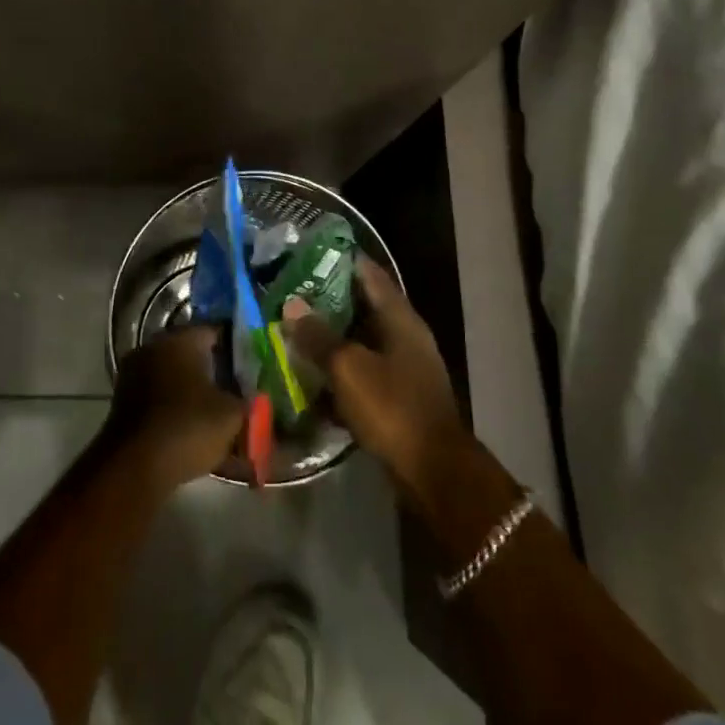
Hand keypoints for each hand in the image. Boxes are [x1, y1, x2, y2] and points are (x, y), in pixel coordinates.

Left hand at [107, 325, 246, 489]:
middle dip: (214, 372)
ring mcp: (134, 372)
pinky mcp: (123, 400)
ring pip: (174, 376)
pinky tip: (191, 429)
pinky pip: (158, 396)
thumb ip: (246, 399)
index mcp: (181, 339)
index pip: (216, 332)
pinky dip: (174, 408)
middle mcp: (154, 346)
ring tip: (216, 415)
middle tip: (236, 392)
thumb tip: (251, 396)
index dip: (236, 349)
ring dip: (193, 391)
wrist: (134, 466)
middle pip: (192, 354)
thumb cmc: (188, 427)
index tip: (251, 368)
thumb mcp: (232, 414)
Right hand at [279, 257, 467, 488]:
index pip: (370, 275)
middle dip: (329, 301)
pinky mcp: (399, 397)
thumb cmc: (392, 407)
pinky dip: (341, 371)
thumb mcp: (348, 368)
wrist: (432, 470)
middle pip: (365, 308)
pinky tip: (314, 378)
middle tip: (292, 293)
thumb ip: (318, 336)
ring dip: (333, 338)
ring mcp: (405, 368)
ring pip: (362, 342)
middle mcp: (406, 336)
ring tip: (295, 332)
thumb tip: (291, 306)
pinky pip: (364, 373)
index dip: (342, 261)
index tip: (310, 253)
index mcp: (400, 319)